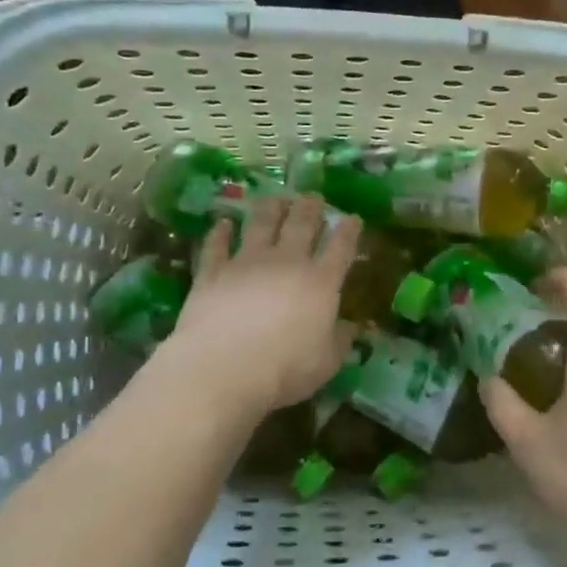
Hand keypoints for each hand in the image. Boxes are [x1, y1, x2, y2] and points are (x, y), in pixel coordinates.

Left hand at [160, 194, 358, 422]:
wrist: (223, 368)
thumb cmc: (285, 369)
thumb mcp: (326, 362)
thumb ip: (340, 340)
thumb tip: (350, 327)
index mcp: (321, 282)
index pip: (341, 247)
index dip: (349, 230)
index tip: (353, 217)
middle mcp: (286, 262)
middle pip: (301, 224)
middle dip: (310, 207)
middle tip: (313, 197)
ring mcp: (247, 262)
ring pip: (260, 223)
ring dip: (270, 208)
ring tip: (275, 198)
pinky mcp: (213, 272)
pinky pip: (217, 245)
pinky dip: (220, 232)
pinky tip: (223, 222)